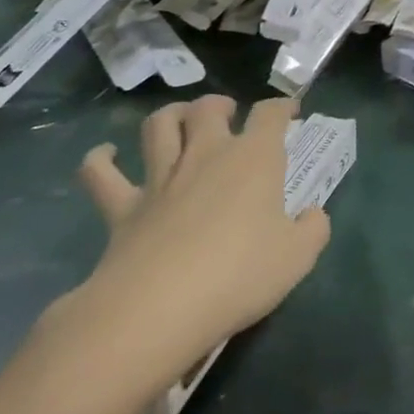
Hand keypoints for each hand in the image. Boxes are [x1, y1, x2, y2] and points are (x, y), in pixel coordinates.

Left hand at [58, 95, 330, 403]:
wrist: (158, 309)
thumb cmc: (239, 275)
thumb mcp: (298, 257)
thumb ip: (313, 229)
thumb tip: (312, 215)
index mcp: (254, 159)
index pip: (271, 114)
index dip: (283, 107)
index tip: (290, 112)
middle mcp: (207, 155)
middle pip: (208, 108)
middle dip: (221, 104)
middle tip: (229, 116)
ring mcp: (161, 178)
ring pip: (159, 126)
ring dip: (171, 115)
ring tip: (181, 120)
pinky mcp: (122, 208)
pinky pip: (101, 174)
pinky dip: (100, 159)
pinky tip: (105, 154)